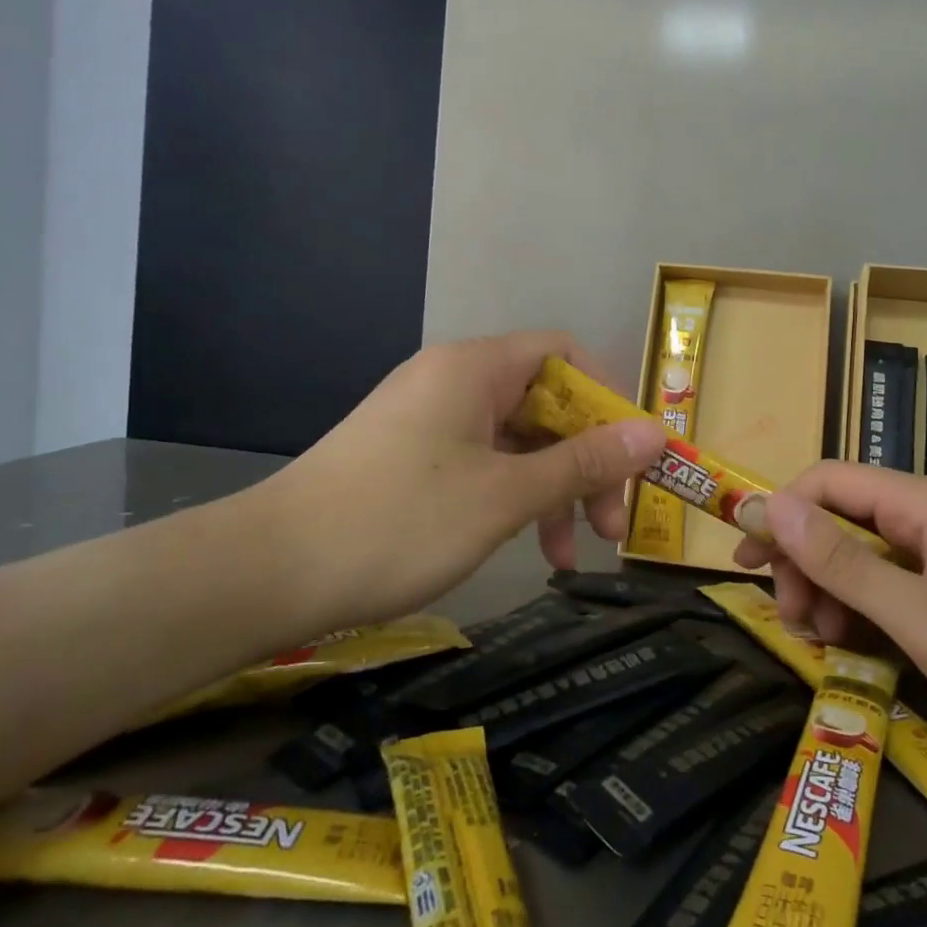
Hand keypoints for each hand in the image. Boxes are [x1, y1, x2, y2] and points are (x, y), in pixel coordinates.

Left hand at [253, 332, 667, 628]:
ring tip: (567, 557)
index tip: (631, 456)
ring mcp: (429, 419)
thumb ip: (584, 462)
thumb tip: (656, 434)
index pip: (565, 355)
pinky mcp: (411, 457)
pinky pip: (483, 464)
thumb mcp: (506, 495)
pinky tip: (526, 549)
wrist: (270, 571)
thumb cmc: (400, 521)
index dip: (608, 399)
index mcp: (476, 368)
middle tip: (609, 525)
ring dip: (551, 492)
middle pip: (545, 402)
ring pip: (516, 441)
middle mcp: (454, 381)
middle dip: (584, 462)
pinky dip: (512, 500)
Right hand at [732, 463, 926, 767]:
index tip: (745, 562)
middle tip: (791, 619)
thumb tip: (770, 506)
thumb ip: (842, 561)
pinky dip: (862, 609)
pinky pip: (891, 583)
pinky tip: (857, 646)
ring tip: (823, 640)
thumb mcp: (921, 618)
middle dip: (803, 560)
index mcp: (924, 503)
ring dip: (830, 589)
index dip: (779, 512)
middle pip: (840, 516)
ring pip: (862, 552)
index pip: (828, 480)